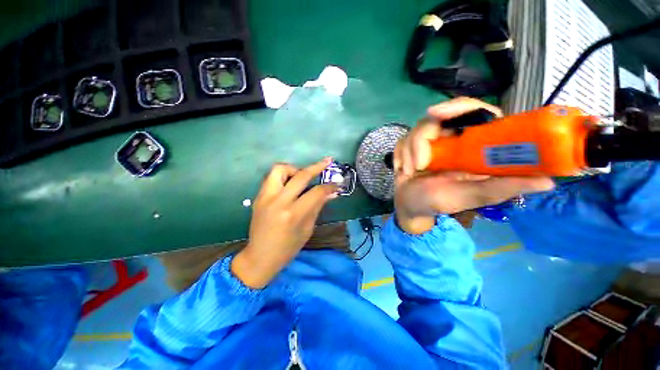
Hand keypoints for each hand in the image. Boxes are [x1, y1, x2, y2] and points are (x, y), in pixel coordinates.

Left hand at [231, 158, 338, 287]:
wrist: (259, 257)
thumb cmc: (287, 248)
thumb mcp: (307, 229)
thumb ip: (318, 206)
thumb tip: (332, 193)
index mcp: (293, 214)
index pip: (316, 192)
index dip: (329, 186)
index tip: (337, 183)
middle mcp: (278, 202)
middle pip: (300, 175)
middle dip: (317, 167)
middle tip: (327, 162)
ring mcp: (265, 197)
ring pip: (280, 169)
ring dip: (295, 168)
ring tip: (303, 175)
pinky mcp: (258, 196)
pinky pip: (272, 177)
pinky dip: (284, 175)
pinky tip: (291, 183)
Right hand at [393, 97, 554, 233]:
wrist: (411, 206)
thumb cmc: (439, 202)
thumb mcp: (471, 196)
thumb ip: (501, 188)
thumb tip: (548, 181)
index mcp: (473, 145)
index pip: (474, 111)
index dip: (458, 106)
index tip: (436, 113)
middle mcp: (452, 138)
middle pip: (438, 117)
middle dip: (421, 139)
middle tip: (419, 162)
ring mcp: (429, 141)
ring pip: (416, 129)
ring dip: (410, 153)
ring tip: (411, 173)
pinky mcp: (410, 146)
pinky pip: (402, 140)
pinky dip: (400, 156)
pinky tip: (403, 170)